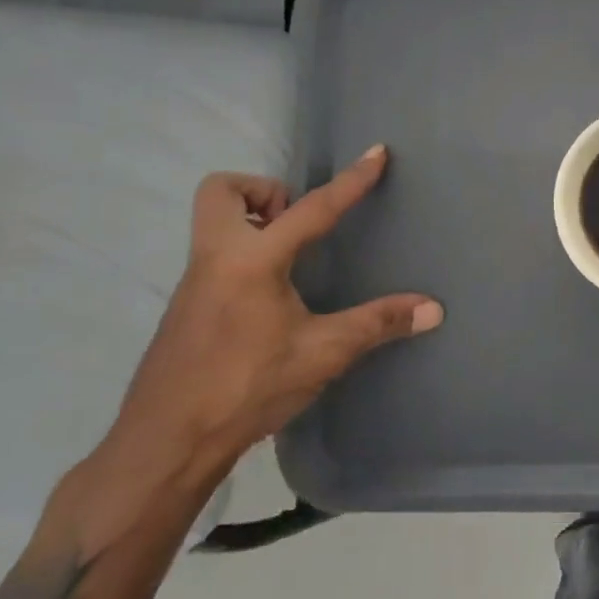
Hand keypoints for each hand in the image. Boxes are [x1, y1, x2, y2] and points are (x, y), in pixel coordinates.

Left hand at [104, 146, 442, 486]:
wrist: (164, 445)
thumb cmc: (246, 388)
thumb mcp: (323, 353)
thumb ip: (377, 324)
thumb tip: (433, 309)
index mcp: (252, 261)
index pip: (312, 208)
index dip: (350, 181)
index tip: (376, 153)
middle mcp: (215, 258)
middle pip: (222, 191)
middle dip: (264, 192)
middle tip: (298, 223)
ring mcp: (193, 283)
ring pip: (214, 224)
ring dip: (254, 223)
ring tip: (293, 260)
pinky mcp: (185, 308)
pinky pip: (213, 256)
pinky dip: (244, 255)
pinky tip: (270, 299)